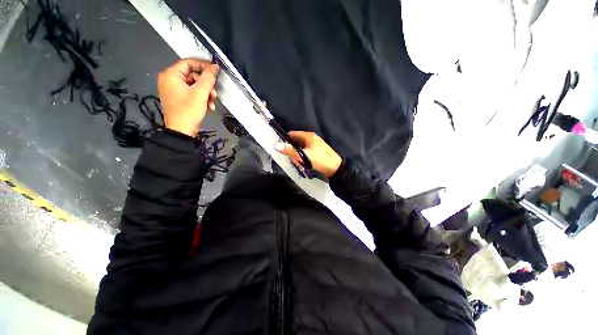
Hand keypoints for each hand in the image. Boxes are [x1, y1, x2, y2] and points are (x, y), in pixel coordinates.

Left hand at [158, 58, 219, 136]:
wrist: (182, 130)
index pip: (188, 63)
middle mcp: (170, 81)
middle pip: (193, 76)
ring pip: (195, 86)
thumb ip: (208, 78)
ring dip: (206, 94)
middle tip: (214, 93)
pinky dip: (202, 99)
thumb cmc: (187, 111)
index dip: (203, 65)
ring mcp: (175, 90)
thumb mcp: (200, 93)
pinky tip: (208, 106)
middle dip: (206, 85)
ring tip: (211, 102)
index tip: (215, 70)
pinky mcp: (180, 99)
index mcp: (170, 75)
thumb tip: (214, 67)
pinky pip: (193, 93)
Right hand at [275, 131, 341, 178]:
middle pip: (296, 142)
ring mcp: (315, 146)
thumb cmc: (320, 160)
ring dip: (298, 156)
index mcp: (309, 136)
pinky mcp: (317, 153)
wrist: (336, 169)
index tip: (281, 147)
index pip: (293, 134)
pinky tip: (304, 165)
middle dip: (293, 151)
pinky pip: (306, 153)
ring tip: (300, 164)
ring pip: (301, 149)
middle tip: (293, 159)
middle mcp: (312, 139)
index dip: (286, 139)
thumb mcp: (304, 156)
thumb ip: (291, 151)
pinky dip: (303, 158)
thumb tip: (276, 145)